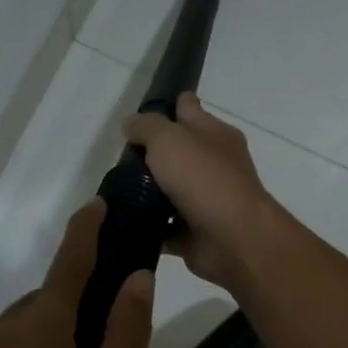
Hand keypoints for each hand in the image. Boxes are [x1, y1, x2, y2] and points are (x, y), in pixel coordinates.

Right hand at [122, 94, 288, 292]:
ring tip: (114, 191)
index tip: (136, 118)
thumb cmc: (204, 180)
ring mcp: (205, 199)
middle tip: (117, 160)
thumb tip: (130, 124)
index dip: (165, 107)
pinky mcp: (194, 231)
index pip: (187, 108)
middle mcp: (214, 164)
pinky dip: (148, 225)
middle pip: (176, 151)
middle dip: (148, 154)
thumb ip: (146, 127)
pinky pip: (165, 225)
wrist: (233, 239)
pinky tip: (124, 221)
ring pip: (168, 189)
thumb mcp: (169, 139)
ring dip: (145, 192)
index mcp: (215, 134)